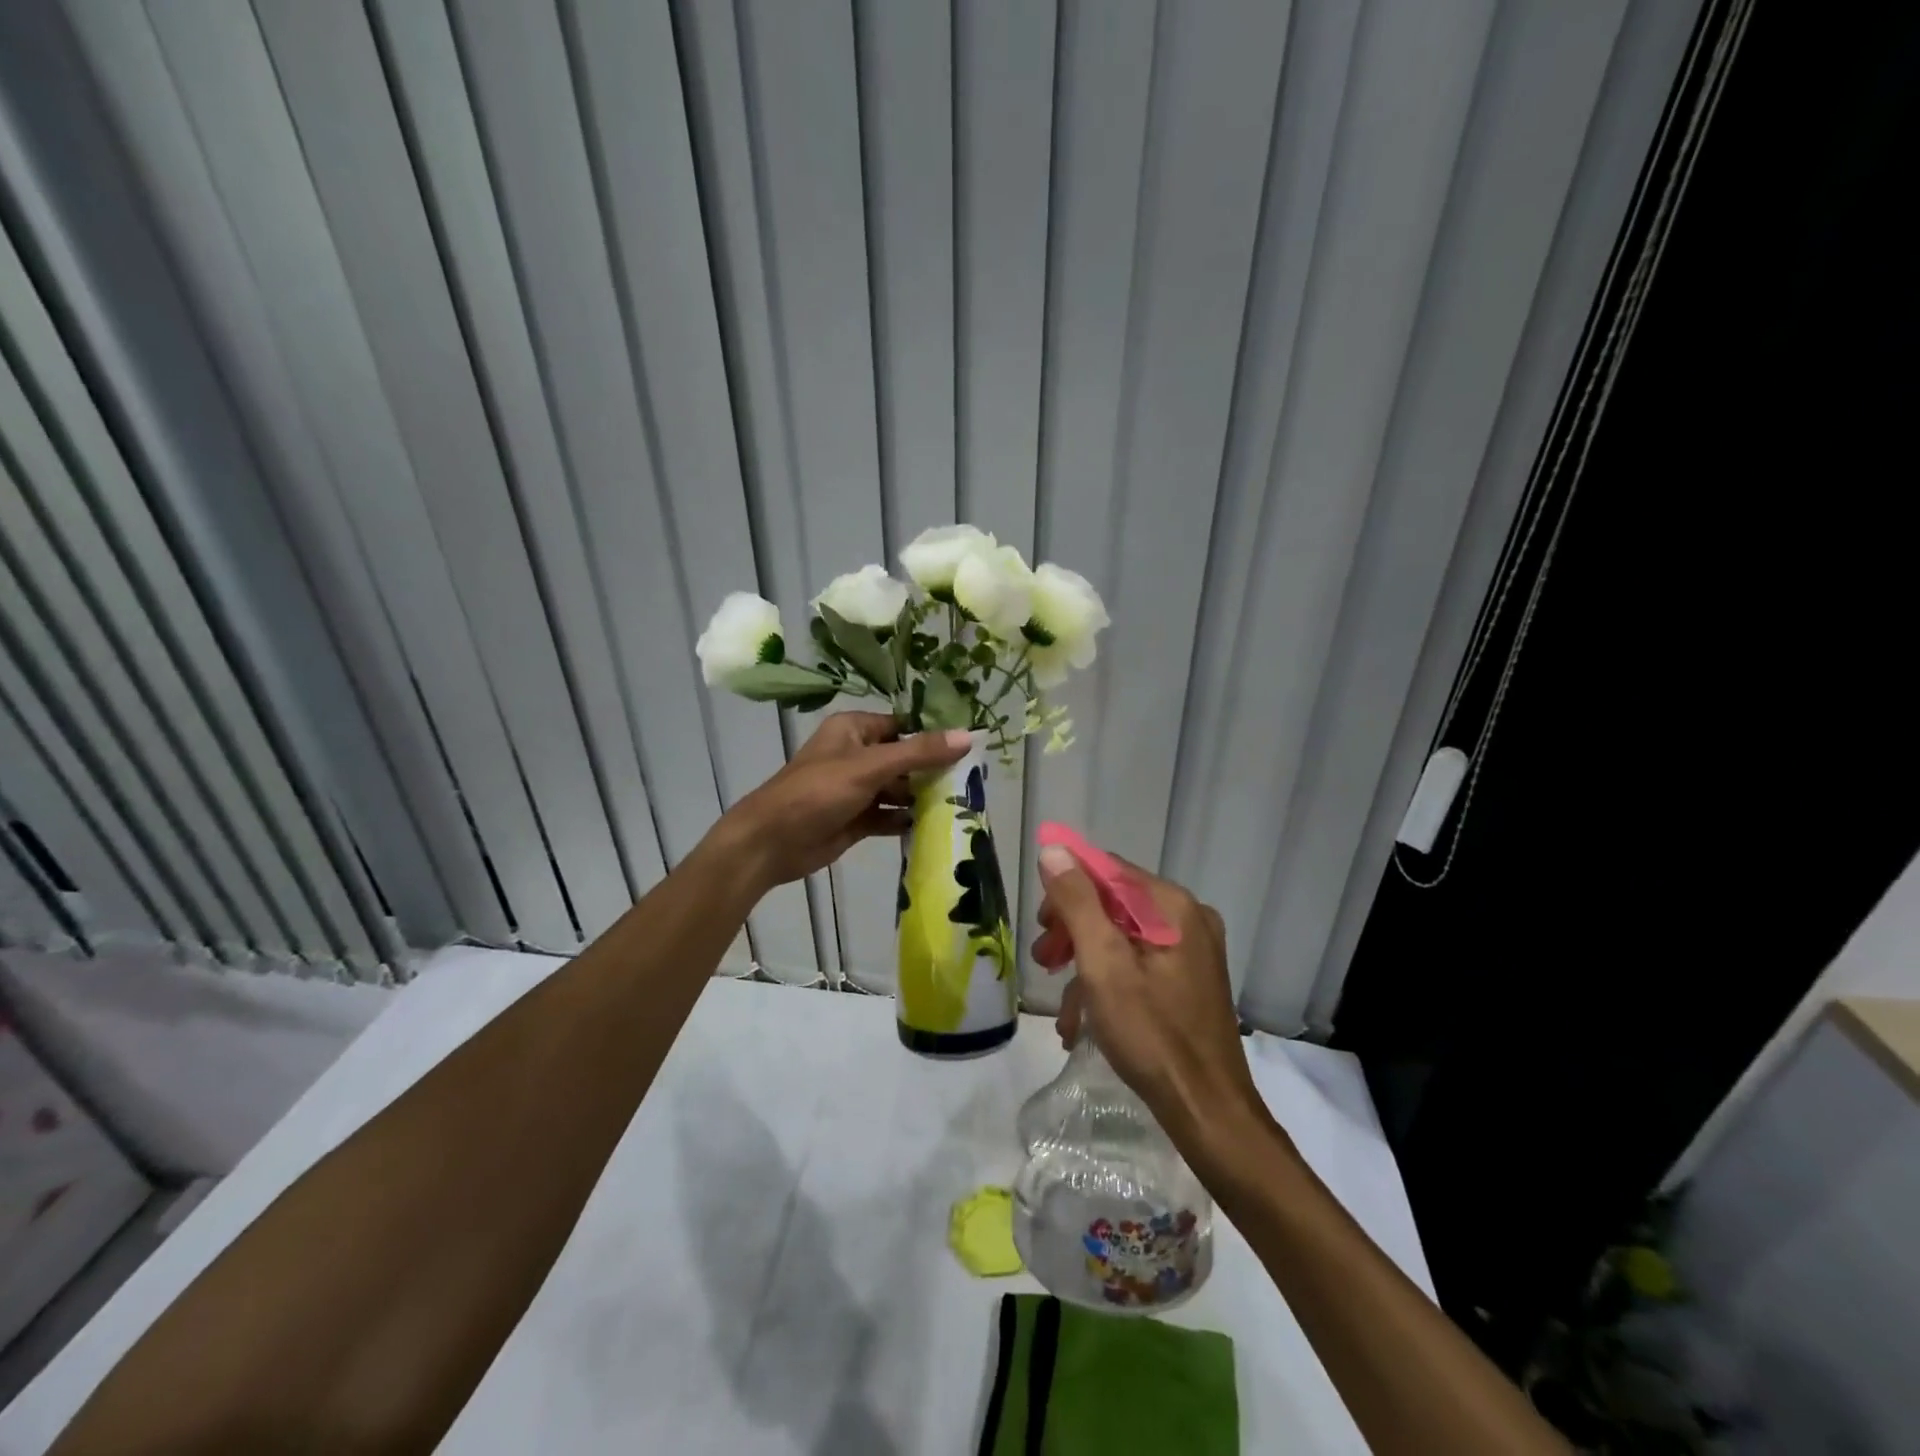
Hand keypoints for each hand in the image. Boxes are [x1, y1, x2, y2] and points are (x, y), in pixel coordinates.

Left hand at [715, 713, 970, 892]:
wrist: (771, 843)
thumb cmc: (817, 792)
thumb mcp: (870, 767)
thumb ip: (919, 752)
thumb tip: (968, 736)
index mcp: (855, 730)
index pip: (904, 725)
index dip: (934, 735)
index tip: (972, 746)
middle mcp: (857, 754)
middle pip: (905, 758)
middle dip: (933, 770)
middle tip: (973, 781)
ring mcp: (857, 789)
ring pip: (899, 789)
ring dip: (923, 797)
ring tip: (962, 806)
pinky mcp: (857, 819)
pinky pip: (890, 815)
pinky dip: (907, 820)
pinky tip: (936, 827)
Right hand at [1032, 847, 1267, 1157]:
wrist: (1208, 1112)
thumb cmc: (1151, 1034)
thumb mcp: (1103, 964)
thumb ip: (1077, 903)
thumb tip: (1053, 849)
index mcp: (1171, 906)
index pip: (1107, 870)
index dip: (1066, 889)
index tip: (1042, 925)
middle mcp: (1187, 918)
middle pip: (1113, 904)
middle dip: (1073, 931)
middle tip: (1044, 962)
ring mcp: (1192, 951)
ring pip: (1122, 938)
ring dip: (1085, 965)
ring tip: (1062, 1008)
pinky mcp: (1189, 980)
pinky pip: (1138, 965)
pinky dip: (1108, 985)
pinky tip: (1083, 1023)